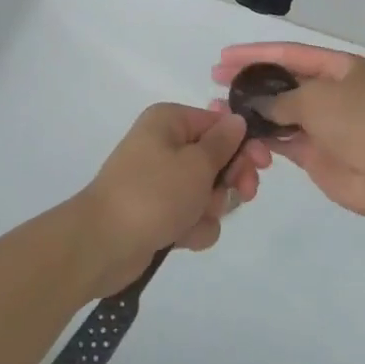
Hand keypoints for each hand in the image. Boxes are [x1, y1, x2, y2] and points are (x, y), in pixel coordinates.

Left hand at [73, 104, 260, 299]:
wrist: (102, 244)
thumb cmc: (153, 194)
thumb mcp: (196, 164)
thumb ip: (223, 143)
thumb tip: (237, 119)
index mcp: (170, 121)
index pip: (219, 124)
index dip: (243, 144)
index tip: (262, 165)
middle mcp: (164, 145)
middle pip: (216, 158)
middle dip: (229, 181)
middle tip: (243, 194)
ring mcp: (160, 181)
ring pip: (206, 191)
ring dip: (209, 209)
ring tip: (194, 220)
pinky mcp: (158, 213)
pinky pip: (190, 215)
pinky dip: (192, 227)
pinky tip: (181, 238)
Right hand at [211, 43, 364, 219]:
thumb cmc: (360, 122)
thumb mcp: (317, 99)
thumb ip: (280, 98)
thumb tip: (255, 103)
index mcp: (340, 67)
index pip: (290, 53)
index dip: (256, 53)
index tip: (224, 56)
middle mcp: (332, 92)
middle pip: (284, 82)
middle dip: (251, 81)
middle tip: (216, 81)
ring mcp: (325, 124)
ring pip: (281, 113)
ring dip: (253, 112)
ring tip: (220, 111)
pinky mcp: (318, 154)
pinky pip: (285, 140)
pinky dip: (265, 138)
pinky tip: (241, 135)